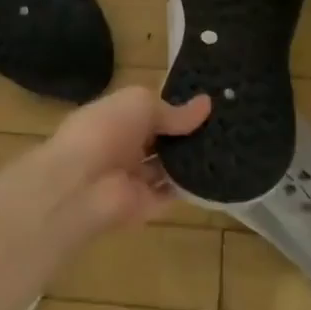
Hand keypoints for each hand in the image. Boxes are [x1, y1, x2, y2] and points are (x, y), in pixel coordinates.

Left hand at [40, 85, 211, 230]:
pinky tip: (220, 172)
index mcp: (114, 118)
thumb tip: (206, 104)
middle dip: (186, 134)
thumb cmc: (105, 131)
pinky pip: (174, 193)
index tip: (209, 103)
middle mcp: (123, 147)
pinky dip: (193, 185)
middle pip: (160, 141)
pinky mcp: (146, 206)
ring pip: (168, 167)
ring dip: (192, 159)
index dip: (175, 107)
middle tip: (226, 126)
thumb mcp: (140, 104)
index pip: (148, 112)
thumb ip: (172, 110)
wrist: (80, 186)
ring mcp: (134, 179)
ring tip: (230, 146)